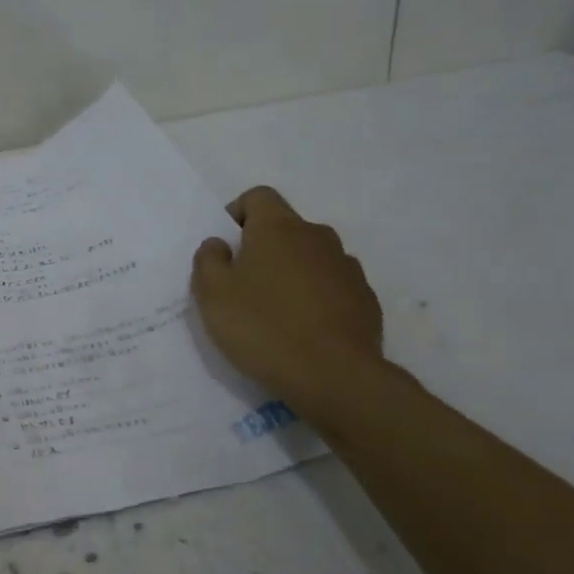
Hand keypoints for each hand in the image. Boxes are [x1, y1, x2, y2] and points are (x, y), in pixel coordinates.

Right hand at [191, 187, 385, 423]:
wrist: (335, 376)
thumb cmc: (263, 327)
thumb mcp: (212, 294)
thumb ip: (208, 260)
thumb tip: (219, 244)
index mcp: (278, 228)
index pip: (258, 197)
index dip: (237, 214)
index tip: (225, 248)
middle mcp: (317, 237)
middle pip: (285, 228)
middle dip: (263, 248)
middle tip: (243, 285)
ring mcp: (347, 268)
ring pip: (310, 258)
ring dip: (291, 274)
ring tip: (275, 312)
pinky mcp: (365, 299)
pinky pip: (332, 287)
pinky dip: (315, 298)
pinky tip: (303, 330)